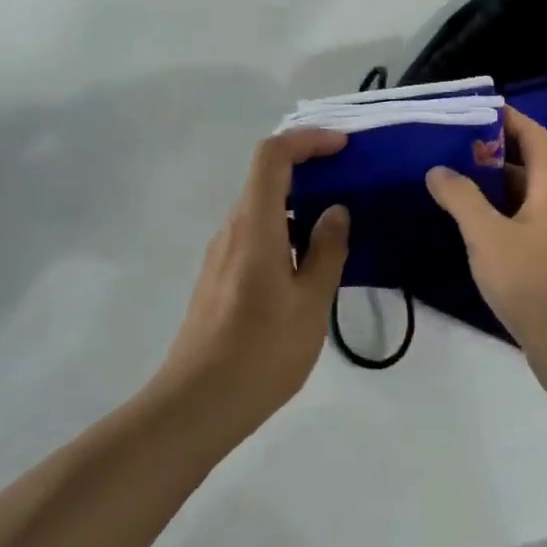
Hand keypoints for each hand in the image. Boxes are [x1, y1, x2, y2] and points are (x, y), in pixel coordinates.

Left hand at [154, 129, 350, 437]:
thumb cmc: (260, 352)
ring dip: (298, 203)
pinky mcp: (219, 279)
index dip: (307, 140)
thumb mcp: (310, 303)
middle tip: (350, 181)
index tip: (343, 147)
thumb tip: (335, 211)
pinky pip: (256, 235)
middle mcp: (232, 230)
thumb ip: (327, 251)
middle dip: (308, 168)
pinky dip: (285, 230)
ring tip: (339, 224)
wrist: (196, 406)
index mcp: (254, 225)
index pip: (273, 156)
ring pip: (261, 208)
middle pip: (265, 177)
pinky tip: (310, 263)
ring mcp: (221, 255)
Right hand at [426, 107, 546, 378]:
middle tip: (449, 149)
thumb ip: (460, 198)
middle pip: (526, 164)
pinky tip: (470, 229)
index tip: (472, 109)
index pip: (532, 135)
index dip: (506, 117)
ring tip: (450, 184)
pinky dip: (497, 216)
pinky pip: (522, 224)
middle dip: (490, 153)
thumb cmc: (532, 280)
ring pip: (522, 197)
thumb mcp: (487, 235)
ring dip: (490, 188)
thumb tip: (438, 169)